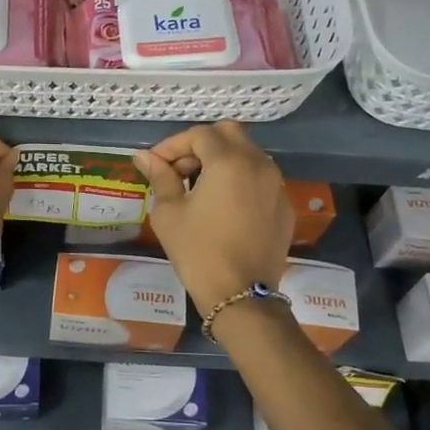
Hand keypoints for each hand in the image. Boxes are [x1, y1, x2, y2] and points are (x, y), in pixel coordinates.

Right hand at [134, 122, 291, 313]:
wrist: (240, 296)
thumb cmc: (198, 252)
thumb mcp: (169, 213)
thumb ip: (160, 177)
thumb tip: (144, 157)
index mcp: (229, 161)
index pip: (199, 135)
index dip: (173, 145)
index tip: (155, 164)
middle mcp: (259, 164)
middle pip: (229, 134)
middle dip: (201, 145)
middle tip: (179, 169)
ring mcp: (277, 185)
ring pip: (249, 154)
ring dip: (222, 160)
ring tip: (199, 187)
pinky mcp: (284, 206)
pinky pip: (261, 179)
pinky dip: (241, 180)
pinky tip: (224, 206)